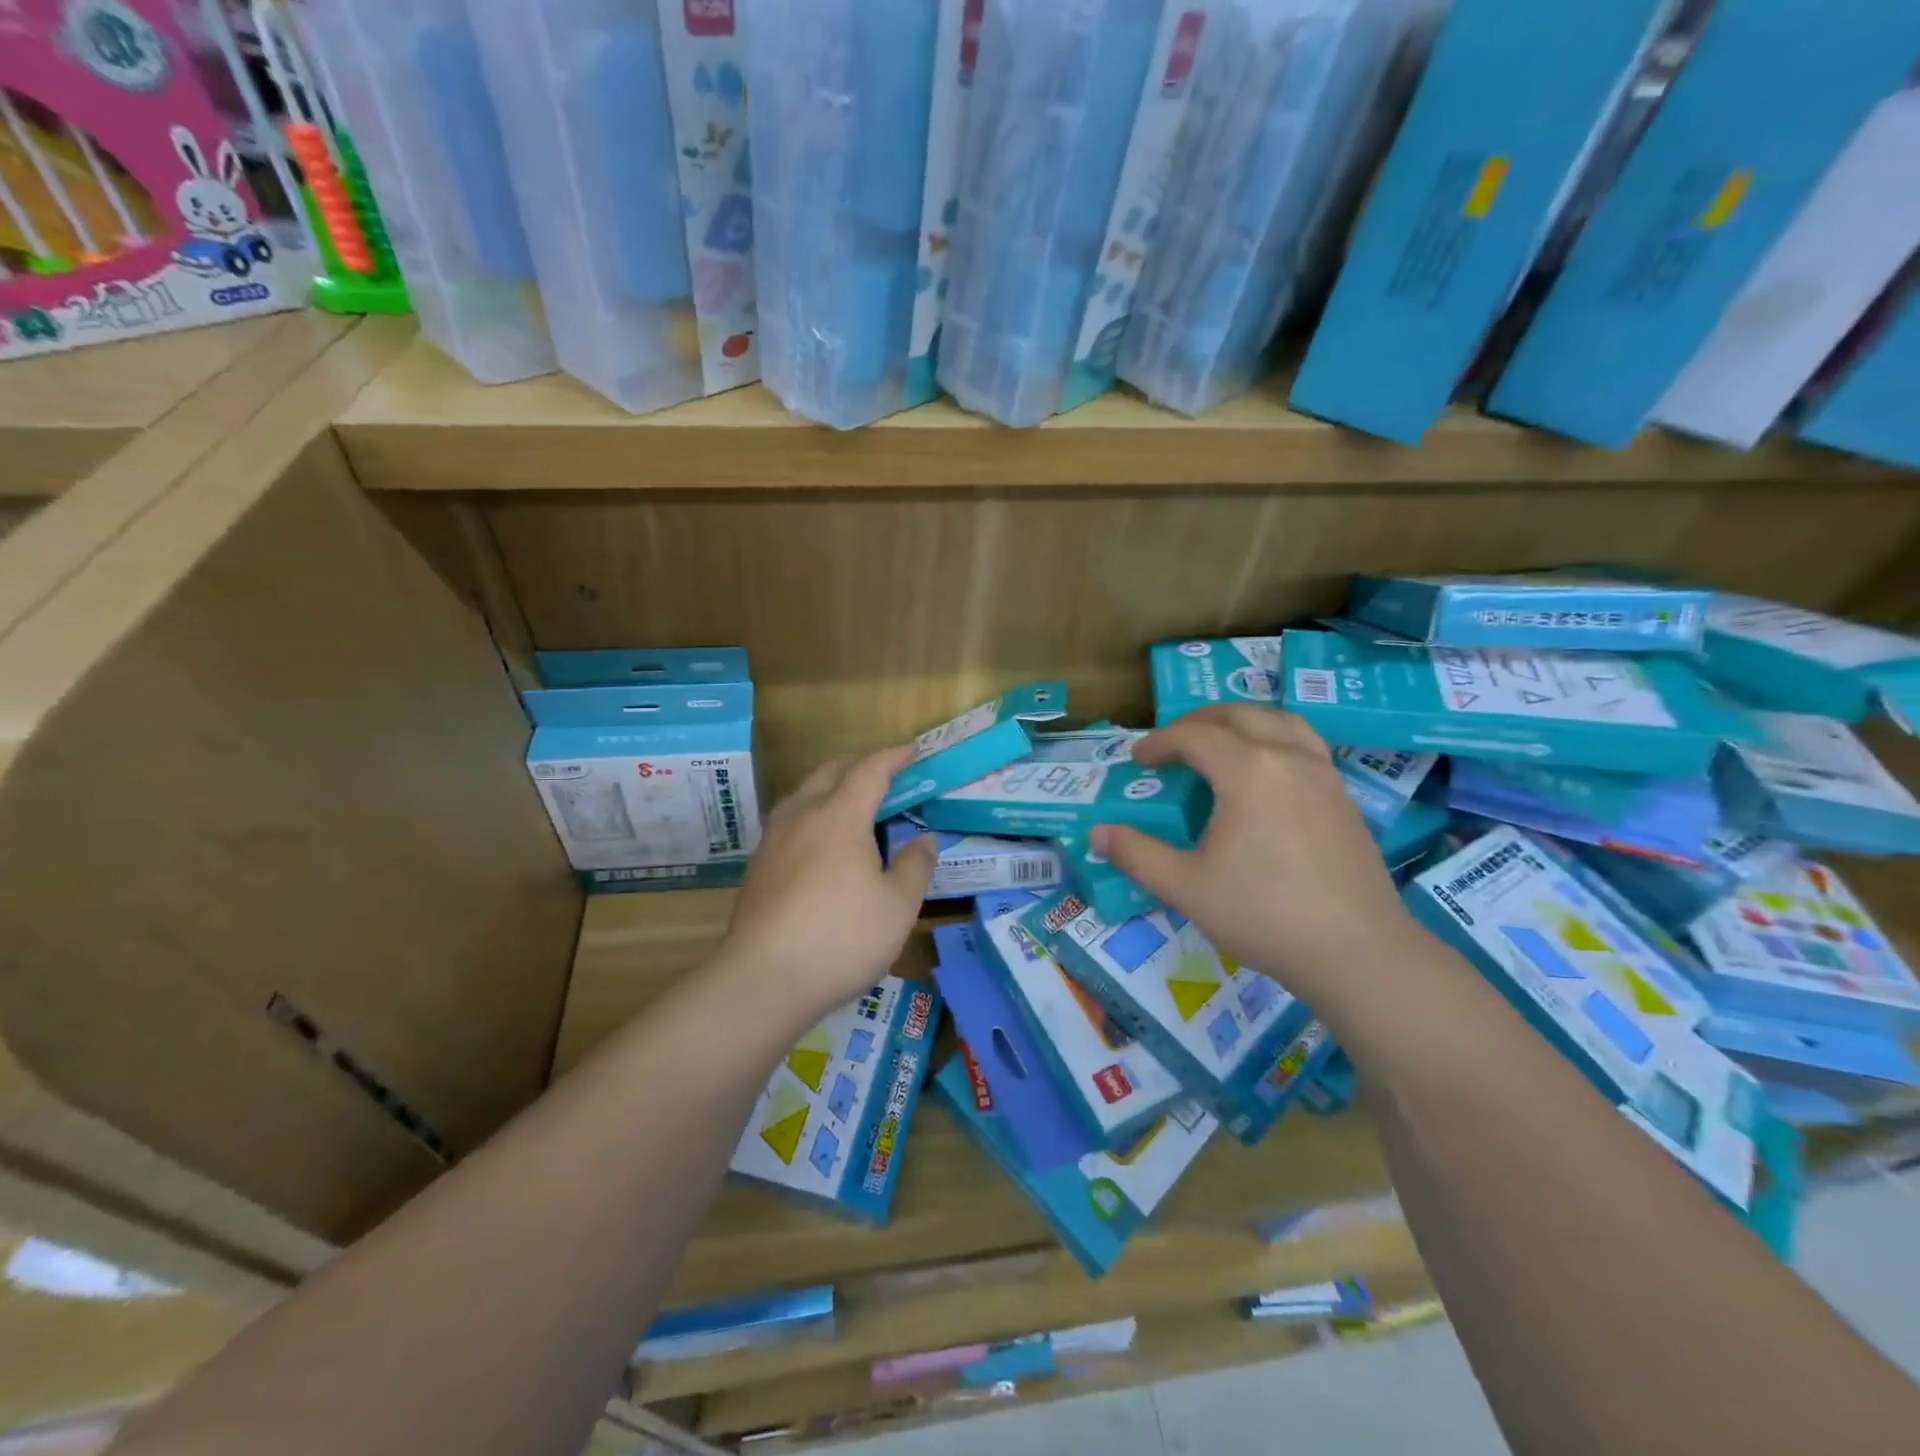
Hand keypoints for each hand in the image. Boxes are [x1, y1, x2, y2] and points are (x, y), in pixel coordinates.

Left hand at [717, 745, 937, 1024]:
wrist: (763, 979)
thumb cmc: (841, 938)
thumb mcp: (898, 907)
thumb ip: (915, 866)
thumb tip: (924, 840)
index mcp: (840, 816)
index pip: (870, 770)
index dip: (894, 756)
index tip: (913, 751)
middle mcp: (802, 815)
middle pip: (831, 771)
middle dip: (861, 763)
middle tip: (887, 772)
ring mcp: (774, 838)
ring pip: (804, 791)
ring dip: (832, 784)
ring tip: (853, 800)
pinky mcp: (758, 863)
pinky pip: (790, 818)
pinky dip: (813, 810)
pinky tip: (821, 839)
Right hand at [1091, 705, 1427, 1011]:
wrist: (1357, 953)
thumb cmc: (1264, 914)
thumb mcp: (1186, 888)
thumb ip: (1137, 855)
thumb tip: (1097, 833)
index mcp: (1249, 771)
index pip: (1195, 736)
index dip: (1160, 742)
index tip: (1138, 760)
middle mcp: (1290, 758)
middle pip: (1240, 716)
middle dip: (1199, 721)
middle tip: (1172, 743)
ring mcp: (1325, 776)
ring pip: (1281, 722)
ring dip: (1242, 723)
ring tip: (1220, 743)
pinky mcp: (1344, 799)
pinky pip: (1304, 746)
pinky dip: (1273, 741)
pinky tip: (1264, 778)